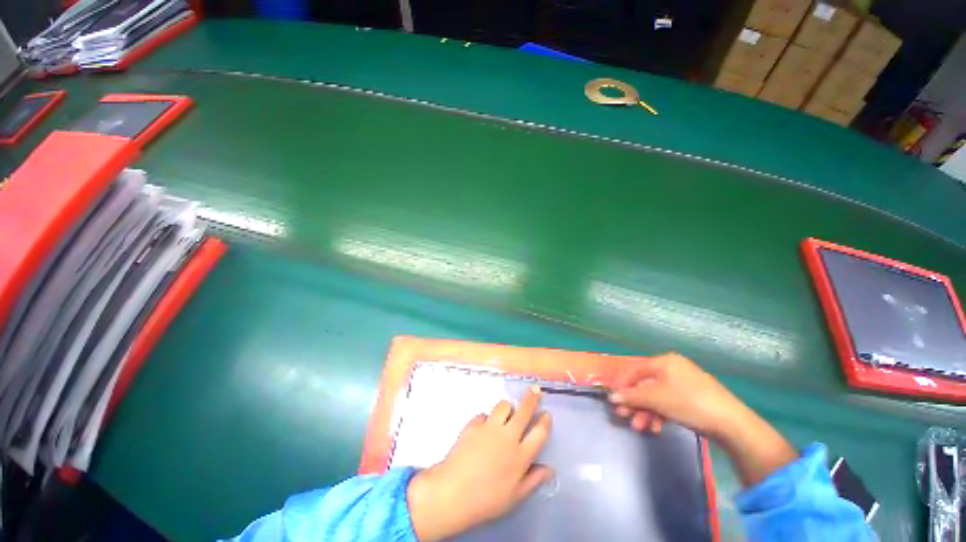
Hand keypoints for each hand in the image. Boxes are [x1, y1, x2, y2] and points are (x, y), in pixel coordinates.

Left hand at [407, 386, 552, 540]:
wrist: (453, 492)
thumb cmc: (487, 500)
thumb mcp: (515, 496)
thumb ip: (533, 480)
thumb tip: (550, 469)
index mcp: (520, 455)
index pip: (539, 433)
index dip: (545, 421)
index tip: (546, 414)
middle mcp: (507, 436)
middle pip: (524, 411)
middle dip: (531, 399)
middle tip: (535, 390)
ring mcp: (490, 427)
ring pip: (503, 405)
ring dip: (507, 408)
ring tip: (505, 416)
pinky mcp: (474, 424)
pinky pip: (484, 414)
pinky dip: (487, 419)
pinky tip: (483, 430)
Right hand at [609, 353, 796, 486]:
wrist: (731, 424)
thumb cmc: (688, 403)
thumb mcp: (656, 399)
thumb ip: (631, 397)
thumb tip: (611, 396)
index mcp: (664, 362)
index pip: (636, 371)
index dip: (624, 386)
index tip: (617, 401)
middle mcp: (673, 369)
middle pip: (646, 386)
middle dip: (635, 404)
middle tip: (626, 418)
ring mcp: (684, 384)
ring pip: (657, 397)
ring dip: (647, 412)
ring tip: (642, 428)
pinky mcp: (692, 399)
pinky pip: (669, 403)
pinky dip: (661, 415)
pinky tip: (657, 428)